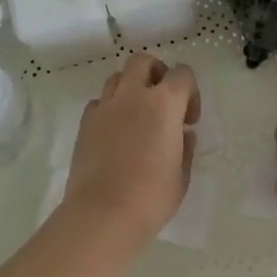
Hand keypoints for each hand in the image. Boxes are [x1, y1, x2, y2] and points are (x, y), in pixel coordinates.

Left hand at [62, 53, 199, 243]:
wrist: (103, 214)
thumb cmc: (152, 197)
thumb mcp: (182, 174)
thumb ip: (184, 147)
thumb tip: (182, 134)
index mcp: (164, 104)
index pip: (182, 74)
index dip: (190, 93)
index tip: (188, 121)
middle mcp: (132, 96)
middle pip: (143, 61)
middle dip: (156, 73)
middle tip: (162, 102)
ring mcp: (105, 108)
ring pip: (117, 78)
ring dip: (131, 88)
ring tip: (137, 116)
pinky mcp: (85, 124)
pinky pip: (99, 102)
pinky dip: (110, 109)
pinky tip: (116, 133)